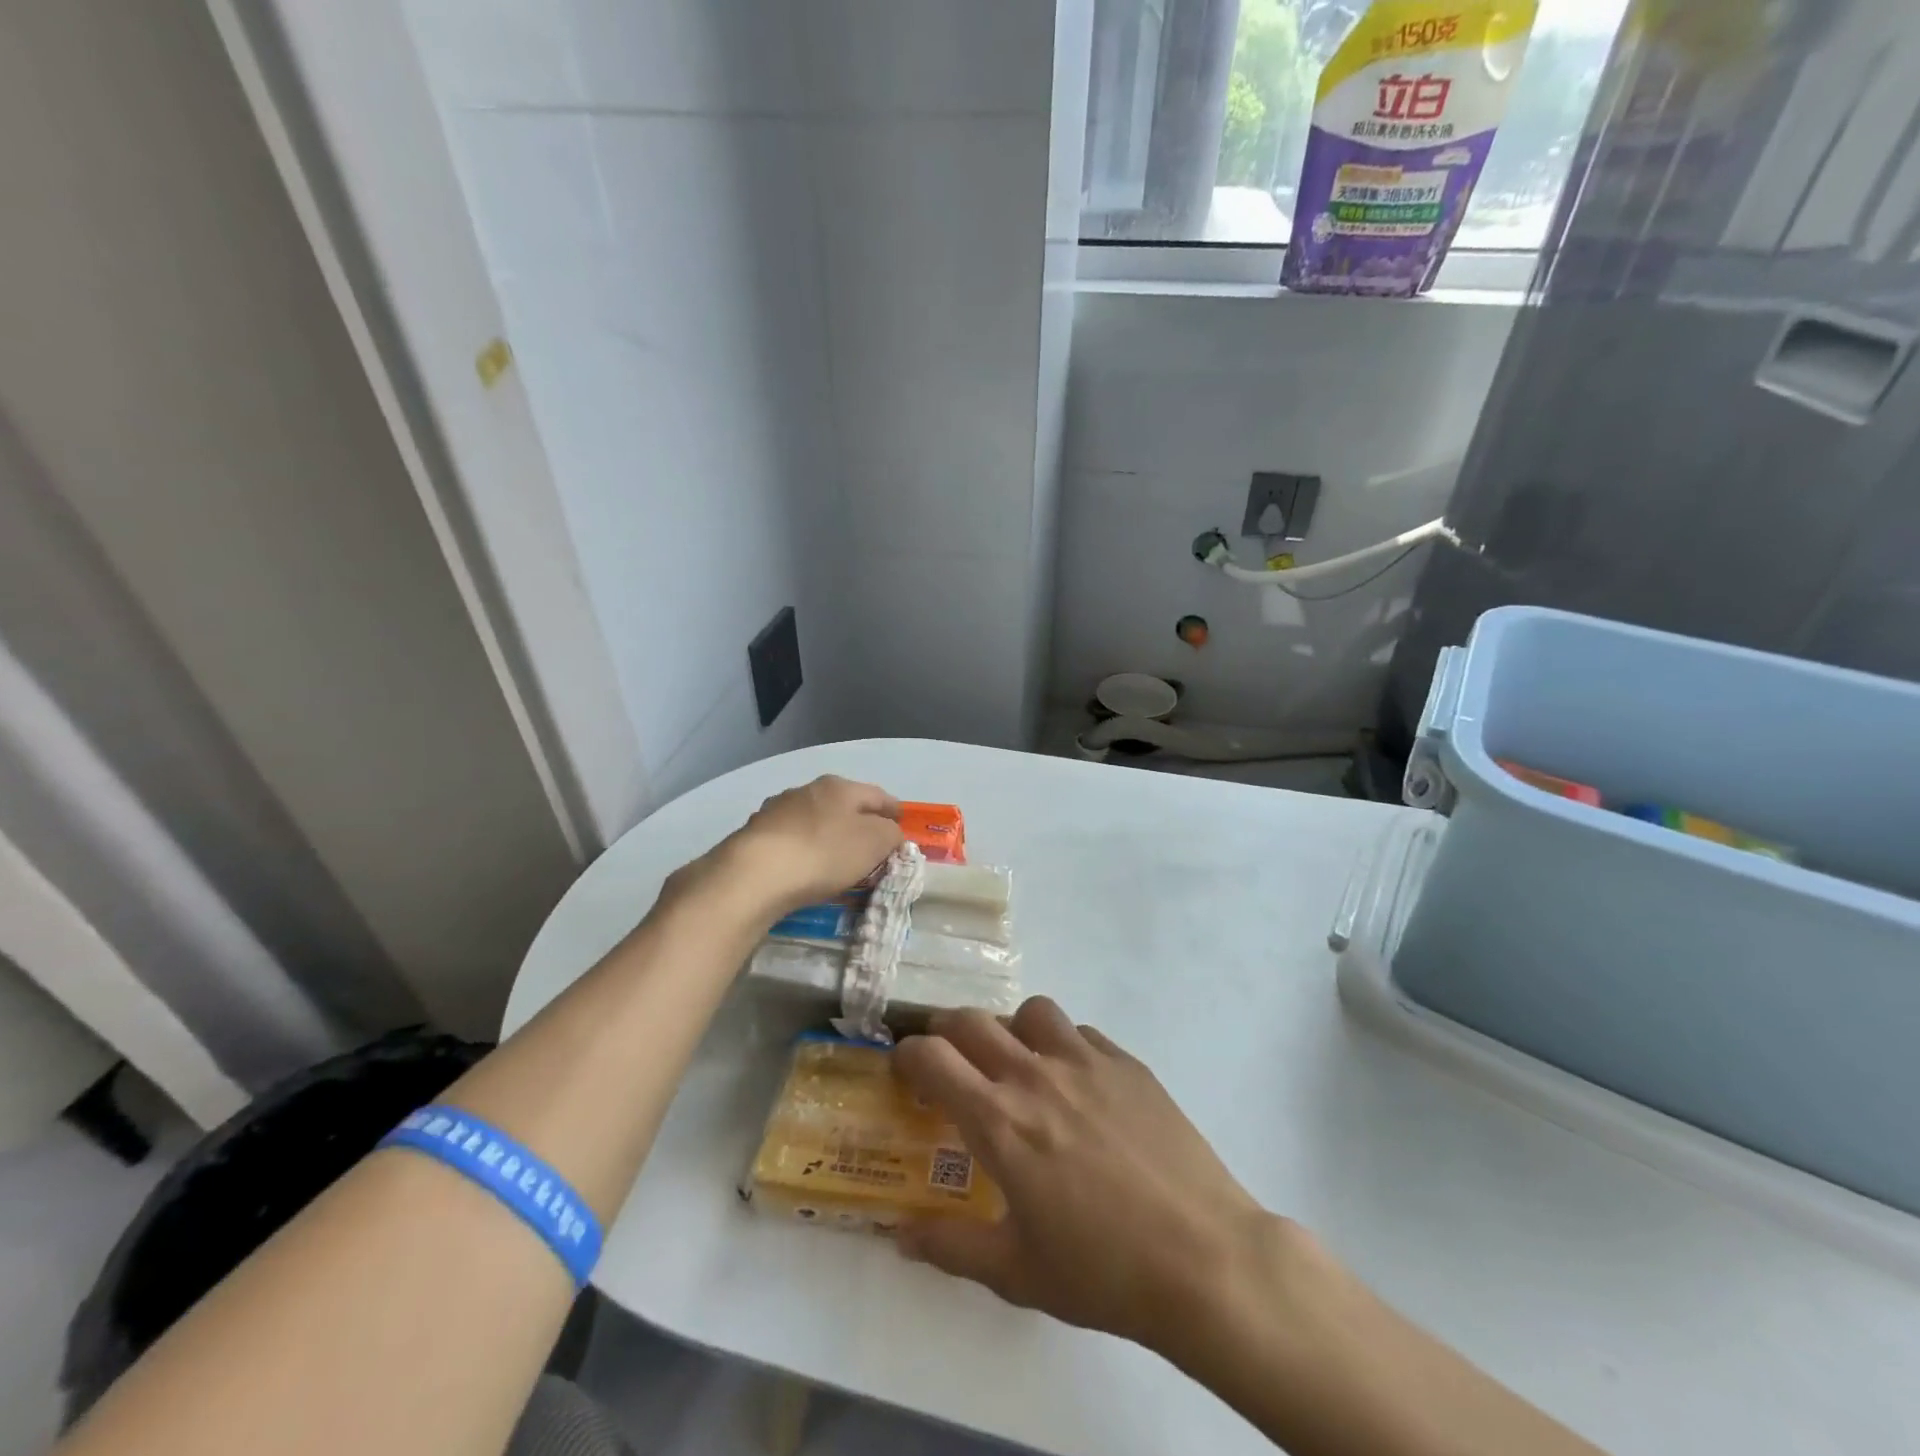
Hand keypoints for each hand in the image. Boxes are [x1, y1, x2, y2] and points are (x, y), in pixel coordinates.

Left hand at [707, 775, 903, 918]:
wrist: (753, 875)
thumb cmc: (824, 853)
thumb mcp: (875, 843)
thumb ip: (891, 835)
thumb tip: (889, 833)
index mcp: (840, 786)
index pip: (878, 795)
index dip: (894, 812)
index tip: (901, 829)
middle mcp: (807, 790)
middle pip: (844, 806)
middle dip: (859, 825)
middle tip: (871, 851)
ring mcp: (776, 810)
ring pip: (815, 821)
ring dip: (828, 837)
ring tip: (836, 864)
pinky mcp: (754, 835)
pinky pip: (791, 841)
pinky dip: (803, 851)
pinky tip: (804, 870)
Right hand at [892, 998, 1273, 1353]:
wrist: (1203, 1258)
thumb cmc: (1103, 1271)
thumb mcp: (1016, 1273)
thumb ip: (950, 1247)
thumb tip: (898, 1234)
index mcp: (999, 1121)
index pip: (932, 1057)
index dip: (907, 1056)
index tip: (905, 1072)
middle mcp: (1035, 1075)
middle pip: (972, 1020)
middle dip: (947, 1033)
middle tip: (950, 1062)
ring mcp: (1086, 1061)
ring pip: (1031, 1011)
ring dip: (1012, 1030)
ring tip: (1019, 1065)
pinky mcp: (1127, 1063)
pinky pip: (1081, 1033)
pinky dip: (1064, 1046)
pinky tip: (1078, 1085)